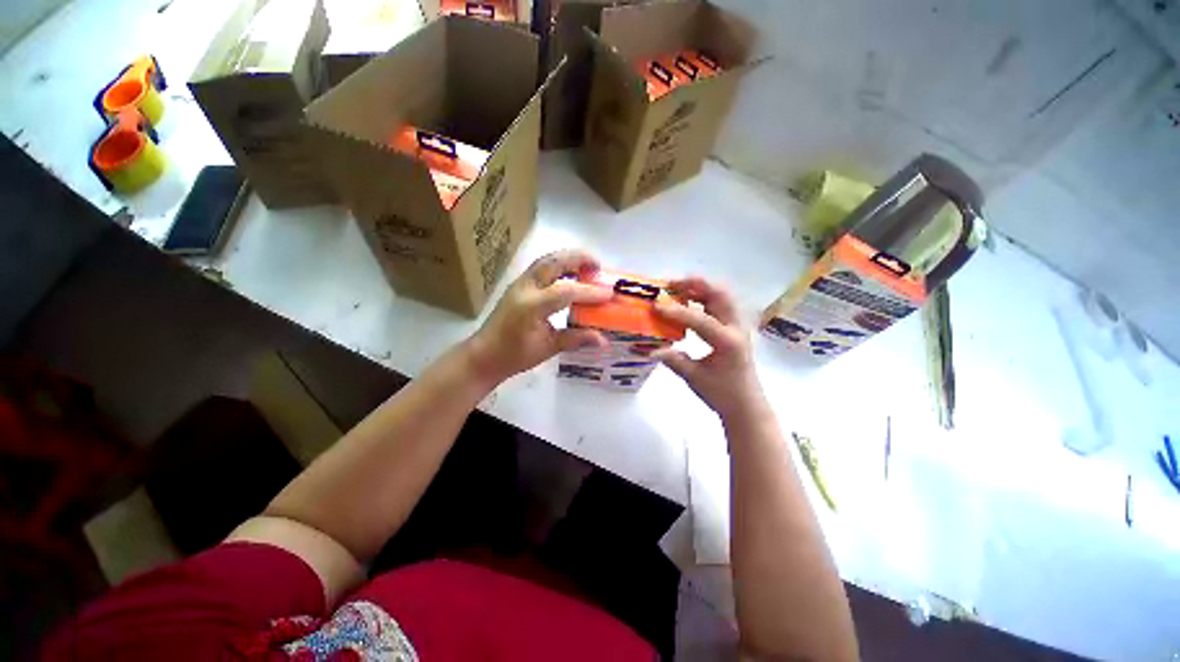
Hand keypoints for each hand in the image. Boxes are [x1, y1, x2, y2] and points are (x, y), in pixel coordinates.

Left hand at [467, 250, 611, 385]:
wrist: (484, 355)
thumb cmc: (515, 356)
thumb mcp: (548, 348)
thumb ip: (576, 339)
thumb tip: (604, 340)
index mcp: (531, 306)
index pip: (566, 291)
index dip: (590, 292)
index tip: (610, 294)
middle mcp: (524, 288)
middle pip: (553, 262)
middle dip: (579, 259)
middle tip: (599, 266)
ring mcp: (519, 283)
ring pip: (546, 260)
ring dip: (568, 258)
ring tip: (587, 266)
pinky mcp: (518, 284)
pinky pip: (541, 267)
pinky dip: (559, 265)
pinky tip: (570, 275)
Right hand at [652, 277, 766, 420]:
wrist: (746, 405)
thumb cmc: (722, 394)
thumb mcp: (694, 378)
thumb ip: (673, 360)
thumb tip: (649, 349)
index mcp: (728, 342)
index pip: (700, 319)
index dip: (676, 311)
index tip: (656, 306)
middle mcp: (736, 328)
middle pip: (719, 294)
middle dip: (695, 284)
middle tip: (670, 284)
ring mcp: (738, 326)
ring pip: (721, 296)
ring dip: (700, 288)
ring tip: (677, 288)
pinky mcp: (734, 328)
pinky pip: (720, 305)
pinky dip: (704, 298)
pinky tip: (688, 302)